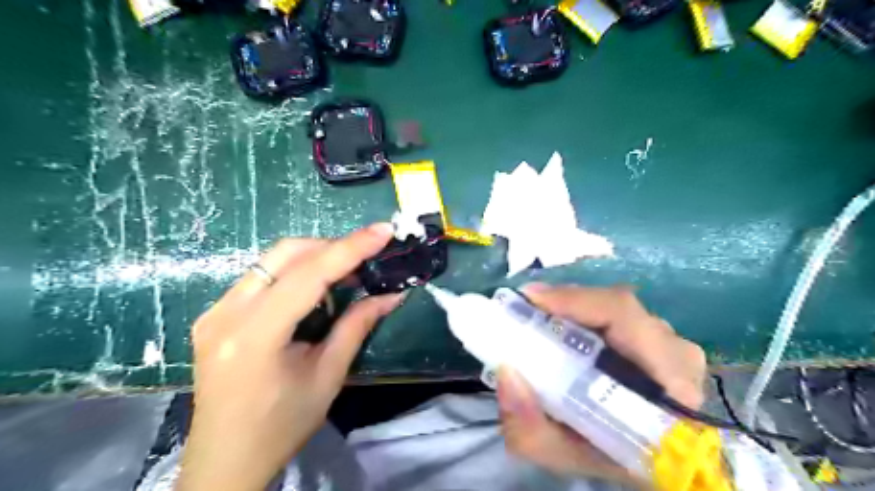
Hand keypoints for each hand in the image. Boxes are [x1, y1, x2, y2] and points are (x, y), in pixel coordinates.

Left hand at [178, 225, 402, 490]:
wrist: (225, 460)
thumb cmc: (281, 426)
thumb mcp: (328, 376)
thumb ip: (357, 326)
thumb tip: (392, 295)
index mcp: (254, 335)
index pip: (308, 275)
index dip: (350, 248)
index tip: (383, 231)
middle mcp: (226, 313)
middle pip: (285, 254)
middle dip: (331, 247)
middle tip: (366, 257)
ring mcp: (215, 311)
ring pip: (272, 260)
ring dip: (314, 258)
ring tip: (347, 274)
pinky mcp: (215, 314)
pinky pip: (261, 277)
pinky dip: (295, 273)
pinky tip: (315, 291)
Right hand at [496, 284, 706, 485]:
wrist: (649, 458)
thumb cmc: (611, 457)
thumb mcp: (564, 456)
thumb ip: (530, 430)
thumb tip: (507, 373)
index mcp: (669, 384)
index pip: (624, 318)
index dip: (575, 300)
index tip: (530, 299)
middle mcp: (676, 353)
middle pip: (616, 306)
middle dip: (564, 302)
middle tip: (524, 309)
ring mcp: (671, 341)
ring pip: (615, 307)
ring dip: (572, 307)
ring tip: (538, 316)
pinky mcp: (660, 336)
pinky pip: (617, 312)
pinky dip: (583, 312)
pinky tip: (561, 324)